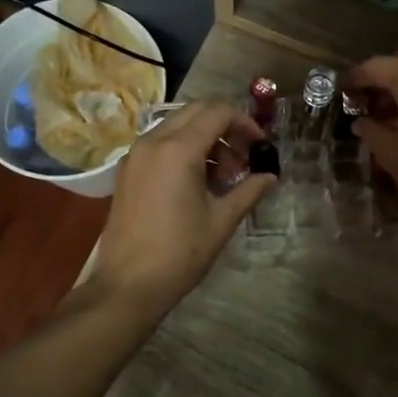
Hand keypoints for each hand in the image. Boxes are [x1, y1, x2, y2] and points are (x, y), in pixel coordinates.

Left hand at [91, 101, 274, 319]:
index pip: (217, 112)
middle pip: (196, 112)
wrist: (127, 284)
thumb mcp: (221, 220)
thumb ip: (249, 190)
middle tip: (244, 157)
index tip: (260, 146)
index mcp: (178, 149)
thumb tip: (271, 176)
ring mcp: (136, 154)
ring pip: (177, 125)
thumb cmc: (179, 252)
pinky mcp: (127, 170)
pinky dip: (183, 149)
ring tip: (223, 175)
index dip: (245, 122)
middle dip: (225, 127)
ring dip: (204, 138)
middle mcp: (153, 141)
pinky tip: (197, 182)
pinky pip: (160, 143)